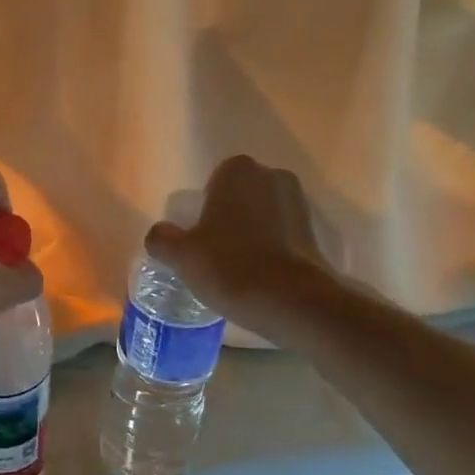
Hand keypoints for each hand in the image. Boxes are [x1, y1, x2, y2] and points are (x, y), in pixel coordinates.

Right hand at [144, 156, 334, 336]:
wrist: (293, 302)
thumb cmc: (231, 266)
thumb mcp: (182, 255)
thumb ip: (163, 238)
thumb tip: (159, 233)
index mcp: (237, 171)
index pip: (214, 179)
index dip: (205, 205)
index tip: (200, 233)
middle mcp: (271, 176)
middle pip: (241, 194)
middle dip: (230, 214)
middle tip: (215, 248)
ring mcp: (298, 203)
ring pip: (263, 213)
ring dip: (252, 230)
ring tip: (238, 264)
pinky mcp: (315, 233)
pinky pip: (283, 233)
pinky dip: (272, 247)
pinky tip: (260, 274)